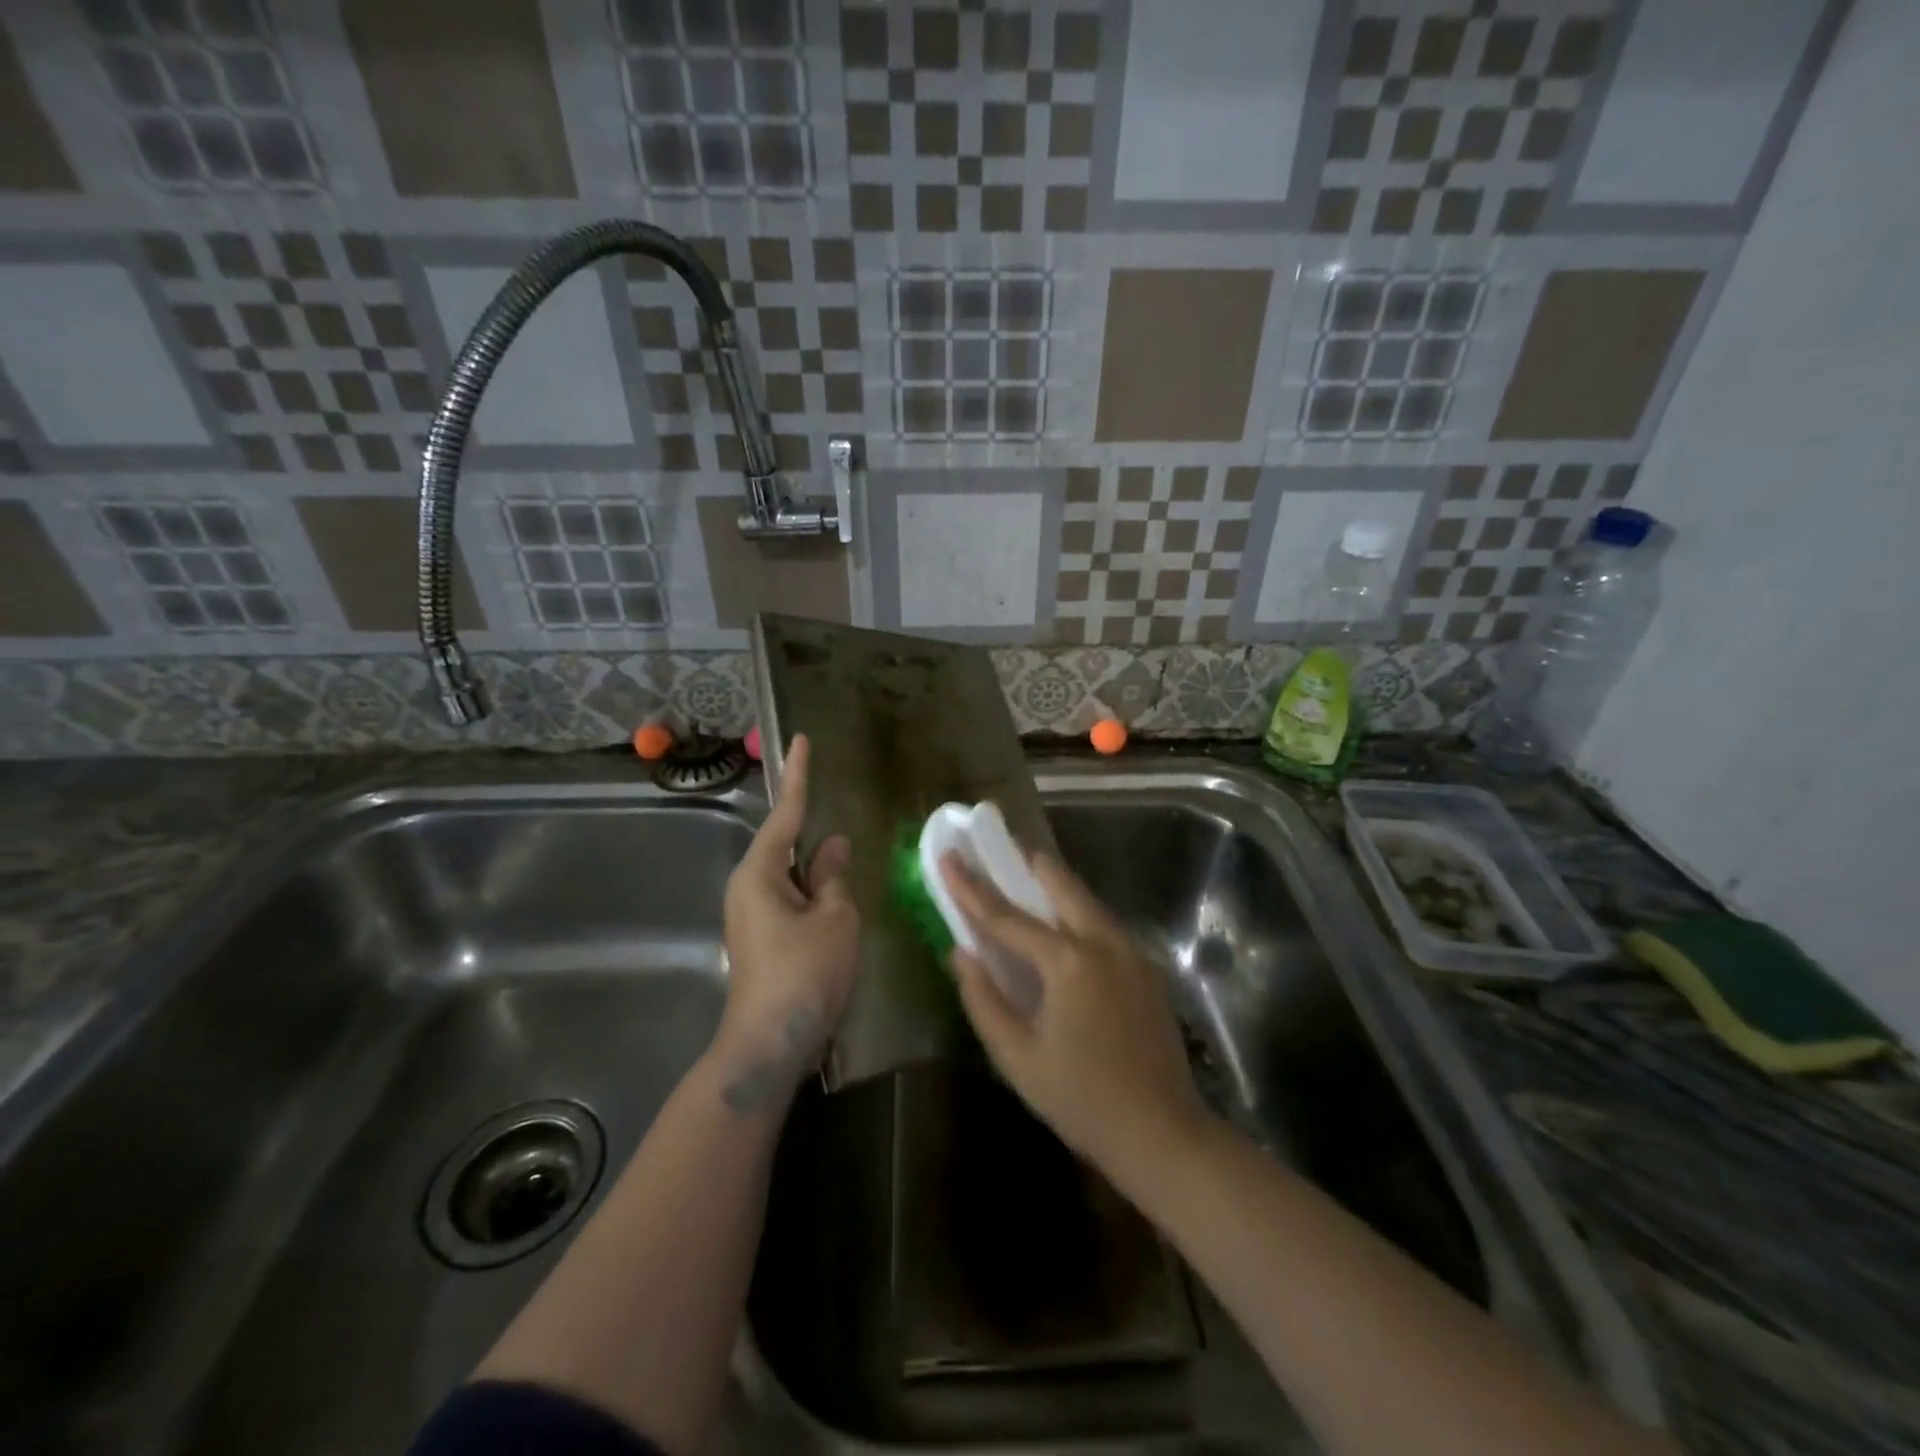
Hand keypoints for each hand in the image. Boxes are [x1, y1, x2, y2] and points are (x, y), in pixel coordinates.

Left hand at [714, 735, 858, 1112]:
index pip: (785, 812)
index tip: (802, 740)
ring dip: (819, 874)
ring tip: (848, 878)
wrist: (769, 1046)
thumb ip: (834, 876)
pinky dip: (815, 896)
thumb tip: (833, 846)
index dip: (799, 776)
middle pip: (787, 847)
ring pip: (792, 877)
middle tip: (843, 833)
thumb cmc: (804, 974)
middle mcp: (748, 887)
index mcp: (760, 873)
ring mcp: (751, 916)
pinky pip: (791, 901)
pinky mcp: (761, 939)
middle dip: (815, 839)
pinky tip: (837, 908)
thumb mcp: (834, 918)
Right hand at [941, 850, 1208, 1174]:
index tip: (948, 856)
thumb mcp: (1017, 1057)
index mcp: (1069, 961)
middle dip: (1026, 864)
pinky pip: (1103, 924)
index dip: (971, 886)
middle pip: (1060, 884)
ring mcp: (1132, 952)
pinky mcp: (1147, 968)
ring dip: (1054, 886)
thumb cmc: (1081, 1099)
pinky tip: (1062, 929)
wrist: (1162, 1132)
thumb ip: (983, 999)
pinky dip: (1076, 913)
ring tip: (1026, 879)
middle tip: (998, 850)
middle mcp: (1104, 942)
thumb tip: (961, 953)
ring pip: (1086, 900)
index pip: (1007, 915)